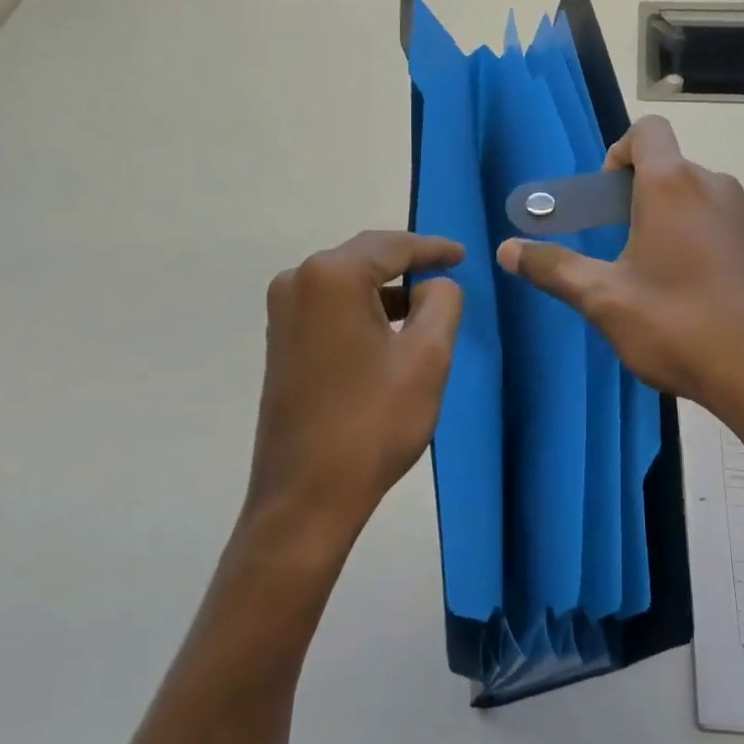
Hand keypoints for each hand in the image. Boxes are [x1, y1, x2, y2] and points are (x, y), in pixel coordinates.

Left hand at [245, 231, 464, 550]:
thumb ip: (442, 302)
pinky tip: (388, 327)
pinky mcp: (281, 337)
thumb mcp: (427, 357)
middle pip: (366, 256)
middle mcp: (300, 280)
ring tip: (425, 301)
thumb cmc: (372, 423)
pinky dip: (362, 307)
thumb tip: (432, 284)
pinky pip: (330, 304)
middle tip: (447, 269)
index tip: (463, 254)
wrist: (304, 497)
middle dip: (408, 262)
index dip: (433, 248)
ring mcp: (284, 310)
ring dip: (386, 287)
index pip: (394, 246)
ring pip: (347, 280)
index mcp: (332, 276)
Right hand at [497, 116, 743, 445]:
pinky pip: (734, 232)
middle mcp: (718, 188)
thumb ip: (553, 268)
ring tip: (666, 281)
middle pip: (673, 170)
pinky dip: (714, 248)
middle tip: (626, 250)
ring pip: (705, 202)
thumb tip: (506, 249)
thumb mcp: (604, 301)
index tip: (609, 199)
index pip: (647, 130)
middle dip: (643, 199)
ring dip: (679, 223)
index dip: (620, 152)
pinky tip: (708, 300)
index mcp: (673, 186)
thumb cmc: (679, 327)